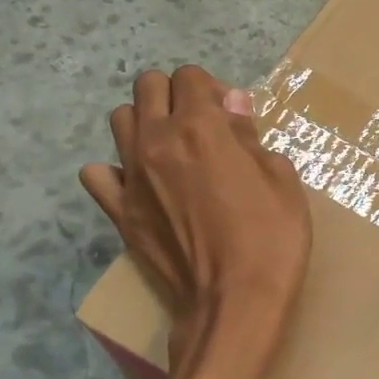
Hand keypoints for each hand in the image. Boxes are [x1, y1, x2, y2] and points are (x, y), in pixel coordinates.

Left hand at [82, 65, 311, 367]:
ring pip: (120, 119)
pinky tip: (140, 183)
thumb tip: (231, 104)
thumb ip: (249, 135)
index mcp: (201, 127)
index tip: (232, 116)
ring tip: (171, 150)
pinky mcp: (119, 212)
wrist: (235, 302)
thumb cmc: (271, 238)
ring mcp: (132, 177)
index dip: (213, 89)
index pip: (191, 76)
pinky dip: (115, 170)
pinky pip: (97, 174)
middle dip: (175, 94)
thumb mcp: (281, 178)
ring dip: (145, 122)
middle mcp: (158, 141)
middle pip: (148, 86)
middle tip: (201, 126)